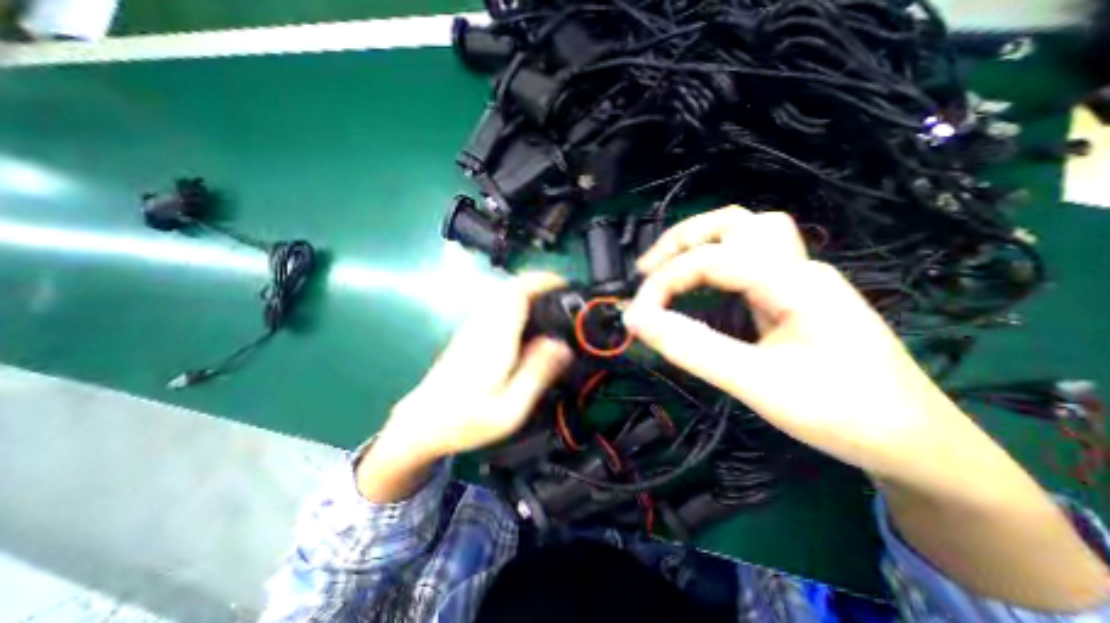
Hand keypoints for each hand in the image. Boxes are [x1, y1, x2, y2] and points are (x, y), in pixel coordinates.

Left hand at [369, 271, 570, 466]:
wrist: (421, 424)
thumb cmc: (467, 420)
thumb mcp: (511, 407)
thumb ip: (536, 374)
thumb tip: (562, 345)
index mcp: (496, 338)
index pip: (517, 293)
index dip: (541, 281)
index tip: (563, 283)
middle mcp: (483, 325)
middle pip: (510, 288)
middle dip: (538, 284)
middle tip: (562, 296)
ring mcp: (473, 328)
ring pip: (502, 296)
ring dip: (527, 293)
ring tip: (549, 306)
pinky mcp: (468, 334)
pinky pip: (496, 307)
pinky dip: (515, 305)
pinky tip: (526, 324)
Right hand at [621, 206, 1015, 497]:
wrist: (915, 441)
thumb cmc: (844, 415)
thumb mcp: (758, 385)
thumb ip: (693, 348)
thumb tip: (637, 321)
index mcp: (795, 282)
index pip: (712, 259)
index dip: (664, 282)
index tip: (636, 316)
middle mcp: (798, 267)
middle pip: (734, 223)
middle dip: (681, 240)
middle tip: (646, 271)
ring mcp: (798, 279)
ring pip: (744, 234)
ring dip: (699, 243)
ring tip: (665, 269)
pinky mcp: (793, 295)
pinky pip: (747, 261)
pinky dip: (712, 262)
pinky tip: (698, 285)